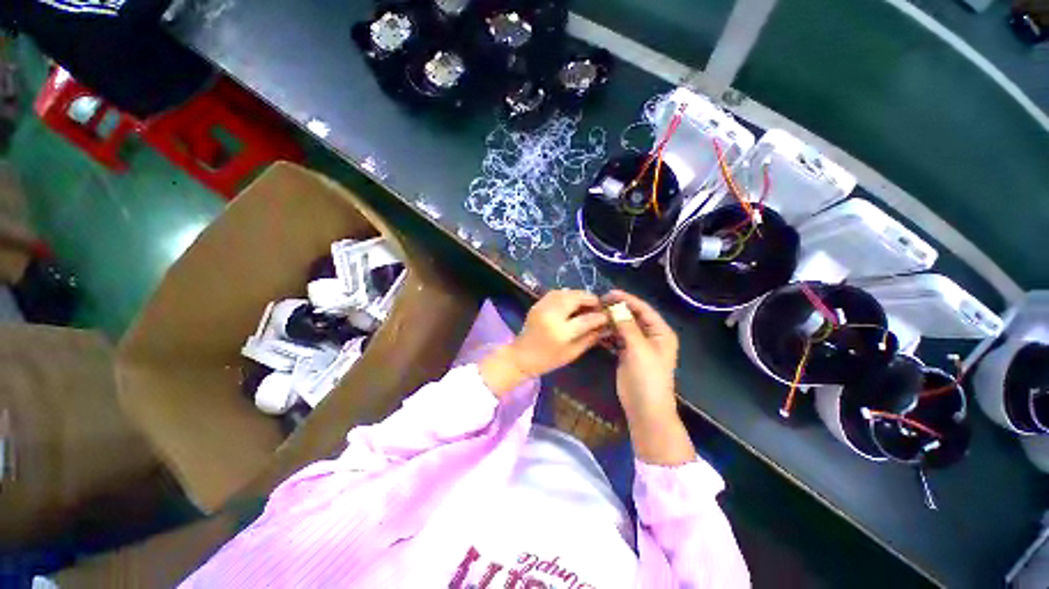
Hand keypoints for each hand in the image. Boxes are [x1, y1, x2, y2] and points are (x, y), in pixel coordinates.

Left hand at [479, 290, 608, 395]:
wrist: (521, 356)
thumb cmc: (548, 360)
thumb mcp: (572, 353)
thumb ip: (590, 338)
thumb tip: (606, 326)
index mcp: (561, 332)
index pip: (586, 319)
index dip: (599, 316)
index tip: (608, 315)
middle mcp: (551, 316)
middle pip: (575, 298)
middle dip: (590, 298)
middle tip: (598, 303)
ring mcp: (542, 307)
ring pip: (565, 292)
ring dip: (578, 294)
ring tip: (587, 301)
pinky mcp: (537, 304)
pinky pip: (555, 293)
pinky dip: (567, 294)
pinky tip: (573, 301)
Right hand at [603, 290, 694, 465]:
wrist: (645, 409)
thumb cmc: (647, 377)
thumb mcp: (639, 349)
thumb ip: (627, 326)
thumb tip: (616, 307)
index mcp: (660, 332)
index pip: (643, 309)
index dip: (627, 299)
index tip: (609, 293)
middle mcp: (651, 336)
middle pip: (633, 316)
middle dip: (617, 309)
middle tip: (599, 303)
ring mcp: (639, 345)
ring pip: (624, 326)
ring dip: (612, 320)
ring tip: (596, 314)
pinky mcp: (627, 354)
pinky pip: (617, 338)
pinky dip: (609, 333)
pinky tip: (597, 329)